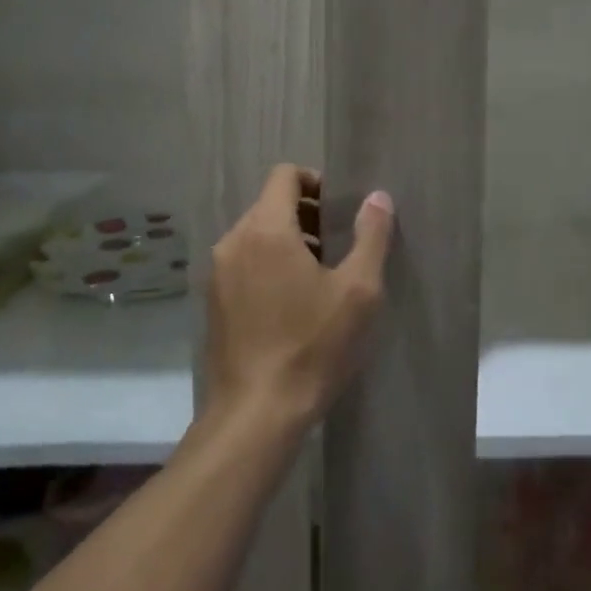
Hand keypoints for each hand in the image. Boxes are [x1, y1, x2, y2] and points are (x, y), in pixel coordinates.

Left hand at [205, 166, 393, 430]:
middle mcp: (234, 242)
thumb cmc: (313, 346)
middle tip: (338, 245)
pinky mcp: (212, 302)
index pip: (284, 175)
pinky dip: (268, 264)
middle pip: (270, 204)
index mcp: (266, 230)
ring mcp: (217, 274)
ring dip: (288, 240)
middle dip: (306, 214)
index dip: (315, 181)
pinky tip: (293, 303)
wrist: (256, 415)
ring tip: (320, 276)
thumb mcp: (358, 290)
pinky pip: (243, 262)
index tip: (340, 209)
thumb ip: (371, 235)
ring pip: (255, 234)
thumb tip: (378, 197)